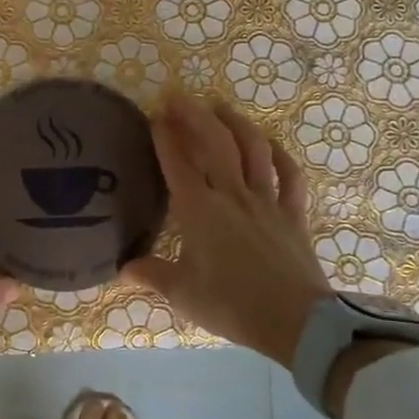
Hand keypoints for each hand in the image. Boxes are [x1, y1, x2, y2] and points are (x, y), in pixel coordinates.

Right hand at [121, 96, 346, 366]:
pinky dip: (280, 154)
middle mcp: (232, 195)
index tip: (155, 115)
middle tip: (178, 96)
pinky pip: (289, 175)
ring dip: (235, 122)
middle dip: (194, 115)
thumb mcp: (183, 294)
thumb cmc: (232, 305)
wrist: (295, 322)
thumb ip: (152, 275)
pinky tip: (270, 143)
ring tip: (220, 106)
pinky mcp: (293, 213)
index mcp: (200, 211)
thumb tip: (123, 269)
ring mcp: (266, 200)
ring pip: (253, 149)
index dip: (165, 137)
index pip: (178, 163)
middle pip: (214, 143)